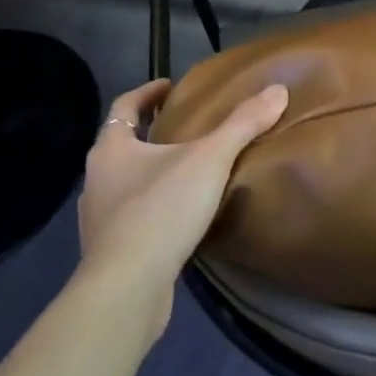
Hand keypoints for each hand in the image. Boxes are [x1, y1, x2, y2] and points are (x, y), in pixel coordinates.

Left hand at [77, 79, 287, 329]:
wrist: (127, 290)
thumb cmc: (161, 211)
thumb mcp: (210, 160)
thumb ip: (243, 124)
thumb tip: (278, 89)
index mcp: (111, 149)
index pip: (124, 107)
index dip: (147, 92)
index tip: (171, 85)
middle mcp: (97, 180)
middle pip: (123, 144)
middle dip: (152, 132)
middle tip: (188, 125)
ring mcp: (100, 219)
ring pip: (127, 182)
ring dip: (153, 171)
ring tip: (190, 170)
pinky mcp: (110, 252)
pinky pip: (134, 216)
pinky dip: (155, 206)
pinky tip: (181, 215)